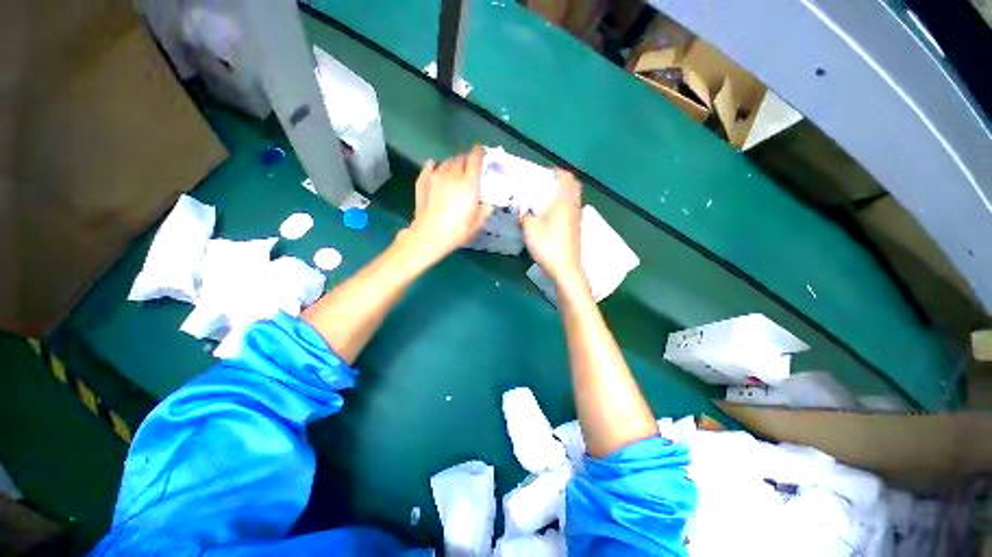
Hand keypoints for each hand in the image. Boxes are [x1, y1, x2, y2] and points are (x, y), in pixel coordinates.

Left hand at [406, 146, 492, 261]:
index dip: (480, 153)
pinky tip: (435, 168)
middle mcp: (453, 174)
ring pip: (446, 161)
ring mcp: (435, 176)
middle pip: (461, 158)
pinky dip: (435, 166)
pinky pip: (430, 166)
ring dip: (453, 163)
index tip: (482, 152)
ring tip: (455, 171)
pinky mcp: (423, 181)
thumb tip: (487, 203)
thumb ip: (485, 209)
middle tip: (470, 168)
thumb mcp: (478, 222)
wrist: (429, 235)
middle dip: (467, 160)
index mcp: (469, 183)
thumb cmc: (457, 230)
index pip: (475, 159)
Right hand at [521, 171, 585, 286]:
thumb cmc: (548, 245)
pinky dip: (564, 206)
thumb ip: (524, 215)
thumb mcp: (530, 229)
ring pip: (573, 199)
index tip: (545, 173)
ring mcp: (577, 218)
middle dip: (562, 182)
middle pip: (573, 186)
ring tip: (546, 199)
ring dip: (563, 194)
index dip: (557, 172)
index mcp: (563, 201)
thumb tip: (521, 211)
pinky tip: (551, 216)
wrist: (565, 268)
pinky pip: (572, 210)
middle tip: (546, 185)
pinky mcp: (576, 229)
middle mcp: (573, 206)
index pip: (566, 177)